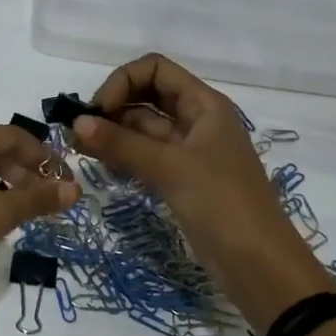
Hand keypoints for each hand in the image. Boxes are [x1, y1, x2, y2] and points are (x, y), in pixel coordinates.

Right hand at [71, 55, 335, 328]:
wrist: (259, 265)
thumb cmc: (223, 204)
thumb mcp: (171, 168)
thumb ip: (122, 144)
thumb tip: (76, 123)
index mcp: (204, 105)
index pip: (155, 70)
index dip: (122, 82)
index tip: (97, 111)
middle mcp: (197, 121)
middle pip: (147, 97)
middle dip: (112, 108)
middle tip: (78, 134)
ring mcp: (189, 153)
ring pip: (144, 129)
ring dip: (114, 134)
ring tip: (80, 151)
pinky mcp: (182, 181)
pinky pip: (147, 157)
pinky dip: (124, 157)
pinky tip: (101, 168)